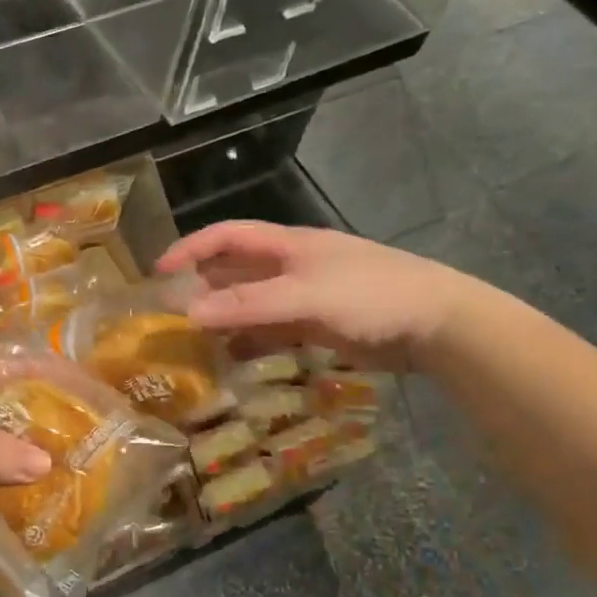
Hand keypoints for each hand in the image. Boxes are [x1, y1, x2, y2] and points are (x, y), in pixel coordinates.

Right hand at [155, 220, 478, 372]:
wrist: (437, 323)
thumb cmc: (370, 294)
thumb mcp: (305, 296)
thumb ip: (248, 305)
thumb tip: (189, 314)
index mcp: (287, 245)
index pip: (226, 236)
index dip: (190, 249)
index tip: (158, 272)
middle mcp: (290, 266)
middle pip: (234, 271)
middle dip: (201, 288)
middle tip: (169, 316)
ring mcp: (304, 297)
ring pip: (250, 304)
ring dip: (223, 318)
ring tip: (191, 342)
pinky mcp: (318, 326)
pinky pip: (272, 330)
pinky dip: (249, 342)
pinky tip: (232, 360)